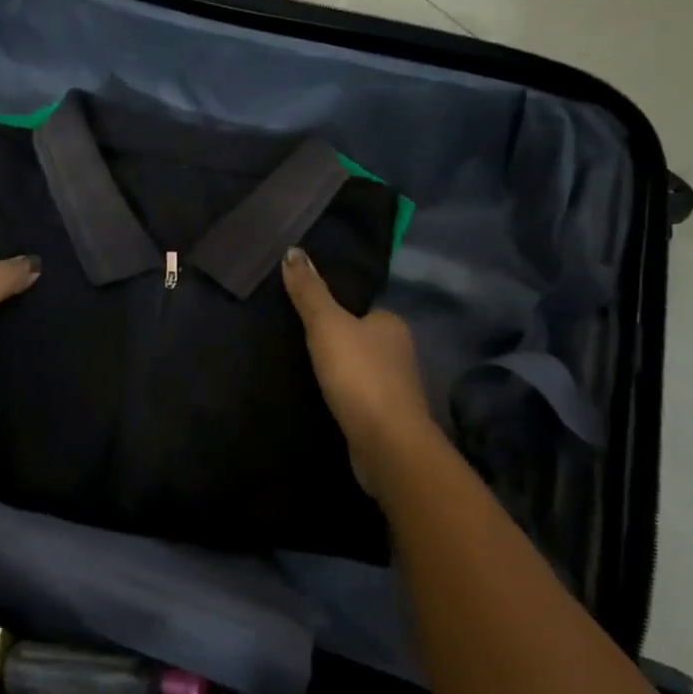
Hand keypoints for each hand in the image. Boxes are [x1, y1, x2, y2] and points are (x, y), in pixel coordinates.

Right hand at [281, 246, 432, 492]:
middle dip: (336, 341)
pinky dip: (344, 396)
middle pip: (360, 337)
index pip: (360, 307)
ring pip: (361, 368)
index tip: (305, 315)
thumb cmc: (359, 375)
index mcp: (391, 323)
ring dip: (340, 371)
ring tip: (304, 371)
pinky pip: (360, 396)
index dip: (335, 309)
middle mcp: (400, 351)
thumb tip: (292, 250)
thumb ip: (309, 291)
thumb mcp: (326, 325)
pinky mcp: (387, 417)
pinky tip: (324, 399)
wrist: (387, 443)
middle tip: (297, 342)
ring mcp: (397, 387)